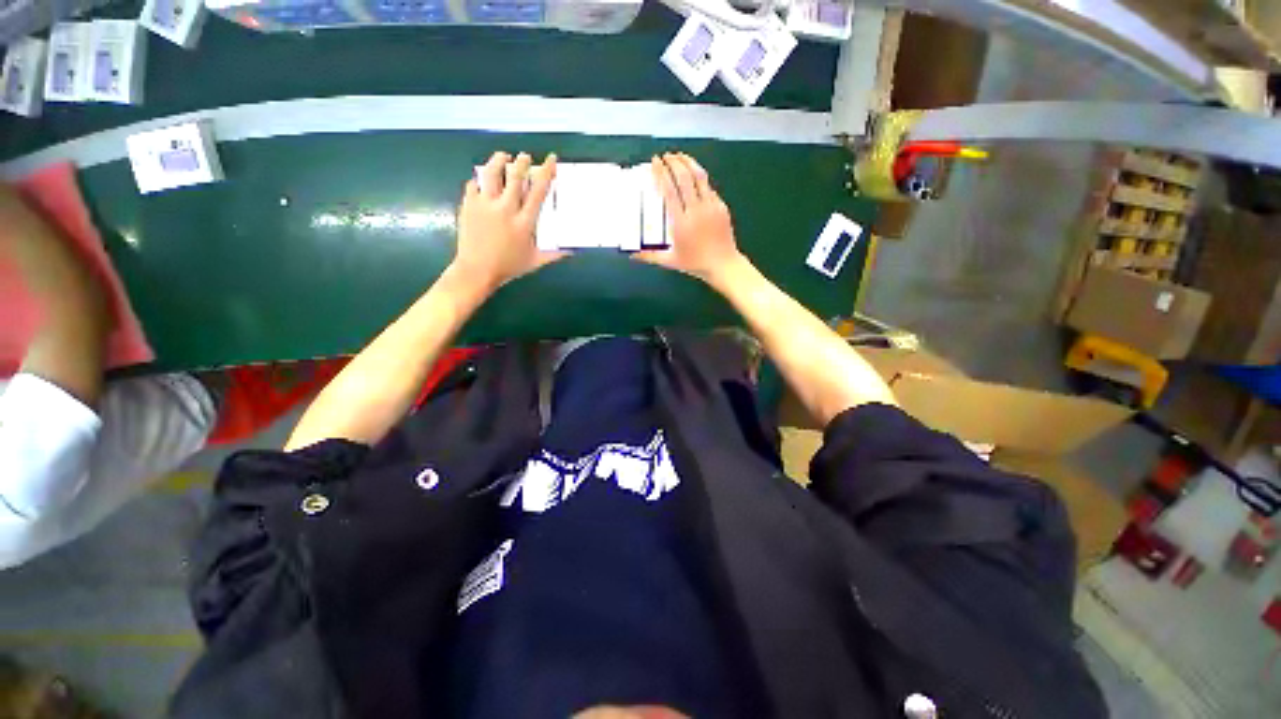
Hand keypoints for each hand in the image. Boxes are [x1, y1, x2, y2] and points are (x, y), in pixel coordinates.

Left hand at [450, 151, 562, 293]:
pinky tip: (482, 180)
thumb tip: (571, 252)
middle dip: (522, 162)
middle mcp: (506, 208)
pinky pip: (473, 184)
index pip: (538, 191)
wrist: (477, 270)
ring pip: (492, 173)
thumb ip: (554, 254)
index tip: (550, 159)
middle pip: (515, 176)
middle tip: (525, 156)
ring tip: (503, 157)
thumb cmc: (509, 267)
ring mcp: (485, 205)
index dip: (546, 173)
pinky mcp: (469, 205)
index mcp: (524, 221)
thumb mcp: (534, 261)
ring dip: (498, 161)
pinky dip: (479, 179)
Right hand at [634, 153, 745, 289]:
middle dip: (673, 163)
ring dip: (688, 163)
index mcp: (681, 223)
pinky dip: (699, 177)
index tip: (655, 162)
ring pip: (699, 177)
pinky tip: (694, 174)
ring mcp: (711, 206)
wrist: (723, 265)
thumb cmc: (695, 264)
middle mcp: (696, 210)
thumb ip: (650, 256)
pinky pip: (708, 187)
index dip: (662, 173)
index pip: (669, 191)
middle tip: (665, 156)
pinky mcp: (721, 206)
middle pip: (684, 178)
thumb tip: (631, 256)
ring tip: (679, 156)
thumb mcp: (670, 261)